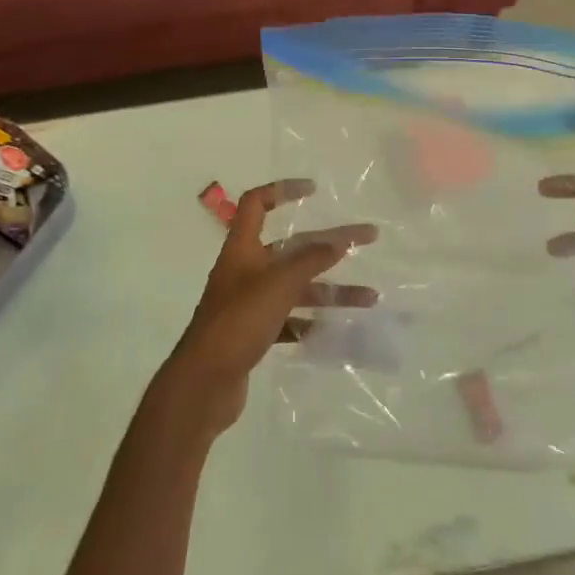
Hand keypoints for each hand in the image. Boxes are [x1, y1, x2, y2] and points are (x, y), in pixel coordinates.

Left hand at [159, 180, 376, 436]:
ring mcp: (249, 304)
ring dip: (331, 290)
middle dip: (330, 244)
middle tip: (368, 239)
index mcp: (242, 249)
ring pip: (296, 288)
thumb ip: (309, 261)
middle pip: (292, 248)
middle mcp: (245, 271)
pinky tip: (339, 330)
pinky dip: (313, 322)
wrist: (203, 384)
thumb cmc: (237, 323)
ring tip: (370, 299)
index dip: (282, 190)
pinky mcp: (254, 333)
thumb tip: (338, 242)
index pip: (256, 204)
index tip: (314, 190)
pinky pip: (291, 320)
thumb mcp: (277, 285)